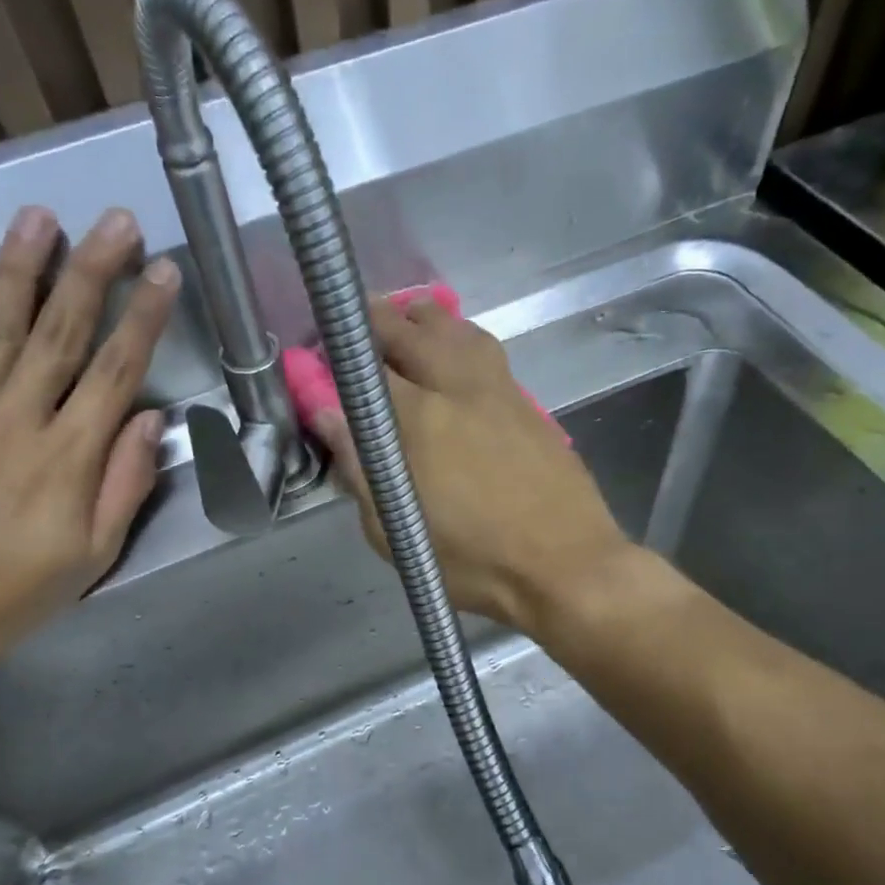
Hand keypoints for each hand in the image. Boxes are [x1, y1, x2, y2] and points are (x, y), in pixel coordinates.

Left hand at [0, 205, 175, 661]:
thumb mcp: (94, 556)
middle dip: (94, 271)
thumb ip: (125, 485)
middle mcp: (17, 419)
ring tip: (41, 217)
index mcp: (69, 457)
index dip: (144, 318)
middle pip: (62, 332)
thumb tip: (149, 420)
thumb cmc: (14, 594)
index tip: (164, 273)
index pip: (116, 371)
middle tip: (116, 221)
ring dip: (21, 267)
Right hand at [307, 298, 632, 634]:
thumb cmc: (473, 561)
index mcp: (419, 419)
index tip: (319, 357)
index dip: (336, 354)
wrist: (565, 565)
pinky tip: (451, 353)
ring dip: (420, 320)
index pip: (365, 364)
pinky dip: (457, 338)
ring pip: (454, 328)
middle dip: (373, 320)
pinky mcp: (525, 401)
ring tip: (401, 325)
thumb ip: (358, 468)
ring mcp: (497, 389)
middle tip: (353, 332)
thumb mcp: (396, 531)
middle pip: (410, 329)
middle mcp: (457, 388)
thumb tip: (328, 414)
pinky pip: (484, 349)